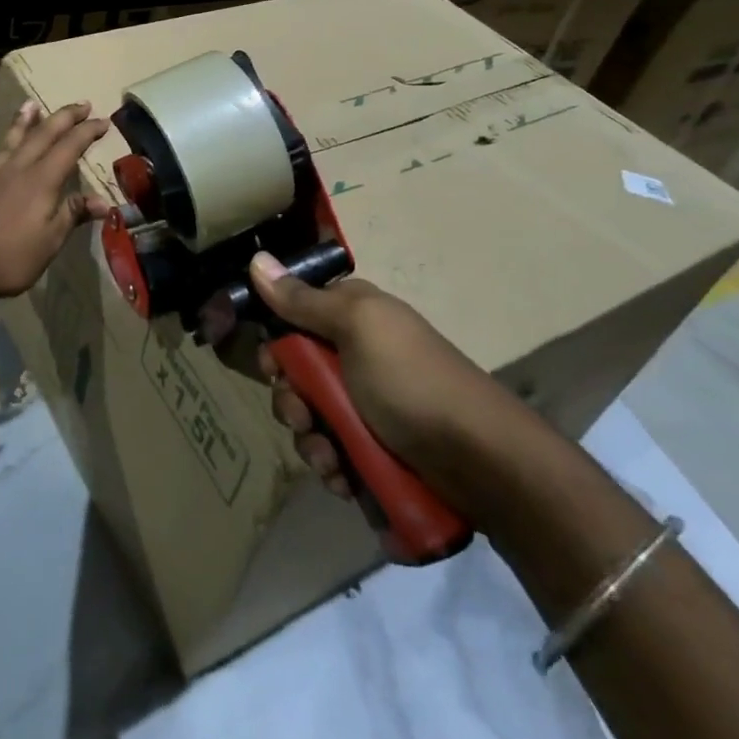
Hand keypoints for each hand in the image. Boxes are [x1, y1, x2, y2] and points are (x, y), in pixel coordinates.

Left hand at [0, 100, 112, 309]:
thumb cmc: (9, 259)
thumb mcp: (49, 242)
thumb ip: (71, 215)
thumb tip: (102, 200)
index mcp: (39, 182)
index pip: (68, 148)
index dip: (87, 132)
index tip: (104, 120)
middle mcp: (11, 171)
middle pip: (40, 136)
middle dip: (62, 118)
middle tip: (80, 104)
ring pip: (4, 145)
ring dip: (19, 125)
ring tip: (29, 106)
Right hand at [249, 251, 535, 523]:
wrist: (481, 462)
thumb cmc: (411, 381)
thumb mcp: (357, 328)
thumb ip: (303, 300)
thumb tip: (257, 259)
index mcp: (353, 318)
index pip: (293, 319)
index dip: (276, 345)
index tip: (272, 367)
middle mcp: (357, 356)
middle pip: (296, 375)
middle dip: (291, 401)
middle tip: (302, 416)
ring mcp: (367, 406)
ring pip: (311, 419)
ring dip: (311, 442)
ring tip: (331, 459)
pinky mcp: (375, 450)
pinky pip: (334, 454)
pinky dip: (333, 468)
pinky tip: (345, 479)